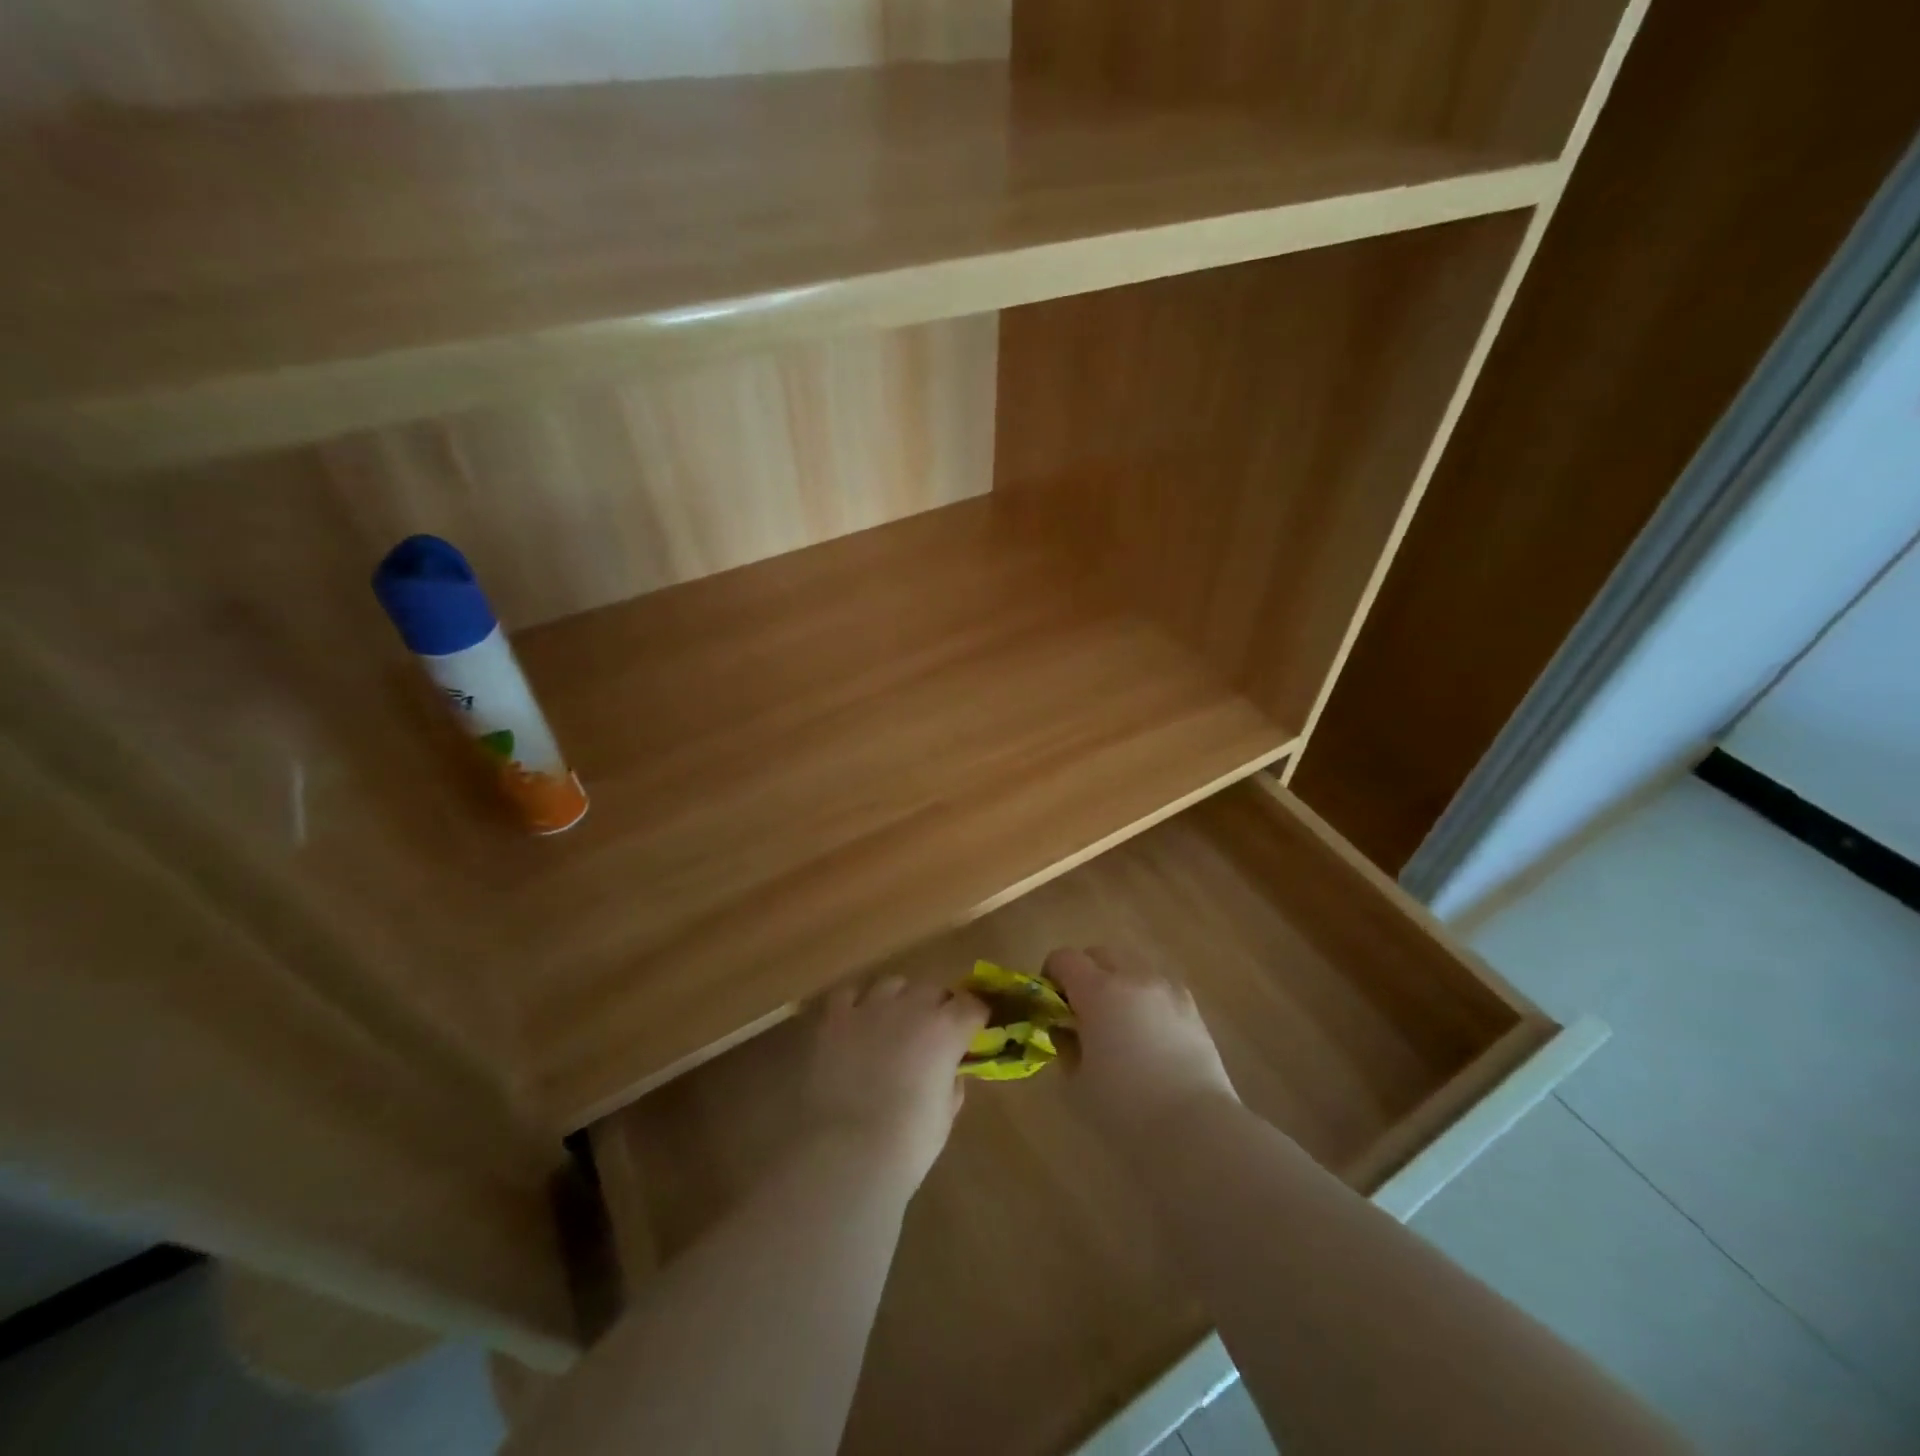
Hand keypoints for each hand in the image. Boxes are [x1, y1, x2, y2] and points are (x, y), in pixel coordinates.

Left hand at [803, 976, 987, 1193]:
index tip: (971, 1032)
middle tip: (928, 1034)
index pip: (972, 1005)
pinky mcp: (829, 1015)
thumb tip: (948, 1071)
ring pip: (890, 984)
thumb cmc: (901, 1148)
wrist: (838, 1156)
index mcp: (944, 1031)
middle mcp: (909, 1006)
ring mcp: (867, 1006)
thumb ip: (950, 1085)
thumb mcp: (942, 1120)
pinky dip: (854, 1006)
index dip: (973, 1018)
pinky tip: (849, 1026)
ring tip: (887, 1024)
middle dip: (935, 1007)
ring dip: (896, 1000)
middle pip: (931, 989)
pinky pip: (848, 995)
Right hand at [1046, 946, 1239, 1139]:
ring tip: (1119, 1021)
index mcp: (1097, 991)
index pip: (1064, 958)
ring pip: (1133, 966)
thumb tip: (1066, 1030)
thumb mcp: (1076, 1083)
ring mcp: (1167, 989)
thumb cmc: (1125, 1108)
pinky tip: (1149, 1033)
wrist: (1195, 1128)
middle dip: (1086, 973)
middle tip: (1082, 1010)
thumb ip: (1065, 1046)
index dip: (1051, 974)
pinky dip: (1146, 998)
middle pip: (1100, 953)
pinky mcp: (1192, 1007)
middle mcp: (1132, 977)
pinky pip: (1160, 987)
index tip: (1051, 1002)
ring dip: (1118, 982)